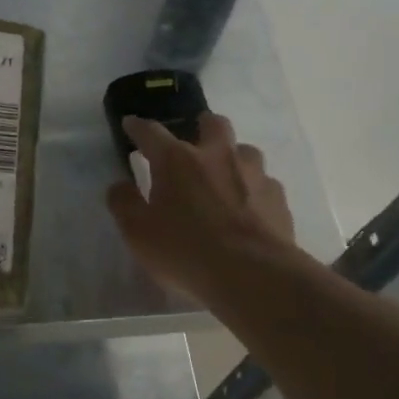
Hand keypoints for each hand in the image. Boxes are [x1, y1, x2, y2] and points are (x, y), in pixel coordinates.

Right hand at [105, 112, 295, 304]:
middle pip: (212, 123)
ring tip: (224, 178)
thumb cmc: (186, 251)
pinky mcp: (277, 196)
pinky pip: (264, 182)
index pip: (151, 132)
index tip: (131, 125)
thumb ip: (124, 204)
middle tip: (193, 141)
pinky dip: (253, 189)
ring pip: (244, 150)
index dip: (138, 127)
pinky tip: (248, 209)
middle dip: (200, 126)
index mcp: (177, 160)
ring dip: (232, 157)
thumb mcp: (138, 233)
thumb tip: (120, 186)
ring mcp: (253, 173)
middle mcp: (217, 155)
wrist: (254, 275)